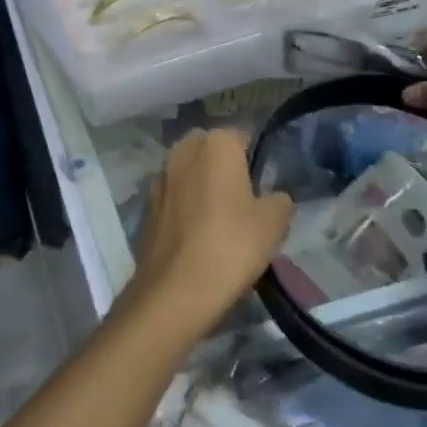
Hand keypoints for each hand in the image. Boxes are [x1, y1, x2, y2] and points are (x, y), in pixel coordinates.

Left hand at [125, 129, 293, 337]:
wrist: (175, 290)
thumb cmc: (231, 245)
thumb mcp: (274, 223)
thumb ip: (279, 201)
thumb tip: (274, 198)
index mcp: (215, 143)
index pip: (242, 136)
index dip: (256, 157)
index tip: (265, 183)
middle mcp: (182, 151)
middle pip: (211, 150)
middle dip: (225, 167)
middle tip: (245, 199)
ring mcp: (160, 178)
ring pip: (189, 173)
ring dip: (202, 187)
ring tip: (222, 220)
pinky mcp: (146, 207)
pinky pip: (174, 198)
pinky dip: (186, 209)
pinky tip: (199, 236)